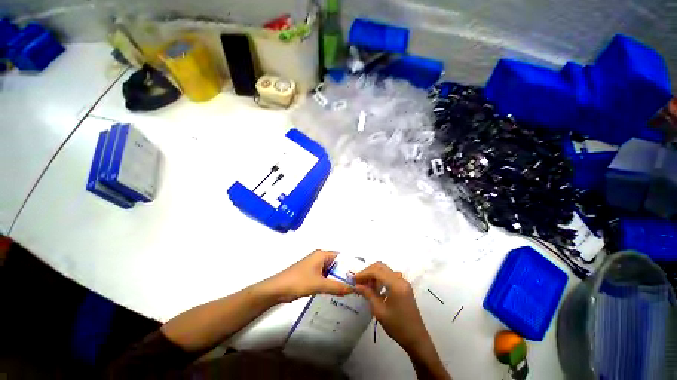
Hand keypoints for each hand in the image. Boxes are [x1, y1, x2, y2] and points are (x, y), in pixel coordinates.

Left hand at [263, 250, 352, 302]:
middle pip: (337, 264)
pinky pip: (326, 277)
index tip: (361, 275)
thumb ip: (337, 286)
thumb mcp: (319, 284)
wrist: (276, 290)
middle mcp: (320, 258)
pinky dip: (332, 283)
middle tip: (358, 284)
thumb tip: (355, 289)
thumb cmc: (298, 282)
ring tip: (352, 289)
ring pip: (332, 271)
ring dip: (339, 279)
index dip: (351, 264)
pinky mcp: (311, 275)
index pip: (341, 256)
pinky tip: (338, 292)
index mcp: (322, 254)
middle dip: (346, 273)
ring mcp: (315, 266)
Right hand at [354, 262, 430, 352]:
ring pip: (385, 270)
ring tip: (365, 285)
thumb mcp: (379, 311)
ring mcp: (403, 282)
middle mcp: (400, 279)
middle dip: (368, 272)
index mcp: (396, 284)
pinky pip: (389, 277)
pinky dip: (380, 279)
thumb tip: (357, 285)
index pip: (376, 271)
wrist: (416, 339)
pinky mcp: (403, 287)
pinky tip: (374, 288)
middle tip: (358, 281)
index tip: (354, 279)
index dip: (364, 273)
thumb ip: (368, 294)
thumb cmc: (397, 326)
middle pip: (381, 267)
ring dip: (374, 275)